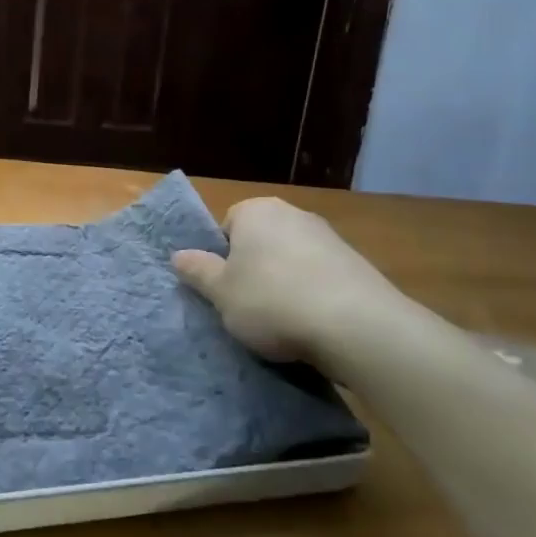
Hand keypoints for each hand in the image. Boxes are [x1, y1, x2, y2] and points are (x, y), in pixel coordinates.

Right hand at [172, 198, 419, 371]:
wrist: (356, 326)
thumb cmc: (272, 301)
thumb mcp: (221, 293)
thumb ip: (198, 272)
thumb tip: (178, 256)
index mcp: (255, 210)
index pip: (226, 227)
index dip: (222, 259)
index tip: (225, 289)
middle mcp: (292, 213)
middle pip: (261, 241)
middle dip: (254, 269)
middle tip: (248, 307)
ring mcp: (329, 237)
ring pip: (292, 259)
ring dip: (286, 283)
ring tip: (284, 322)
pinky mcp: (358, 264)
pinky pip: (321, 277)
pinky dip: (315, 295)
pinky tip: (314, 324)